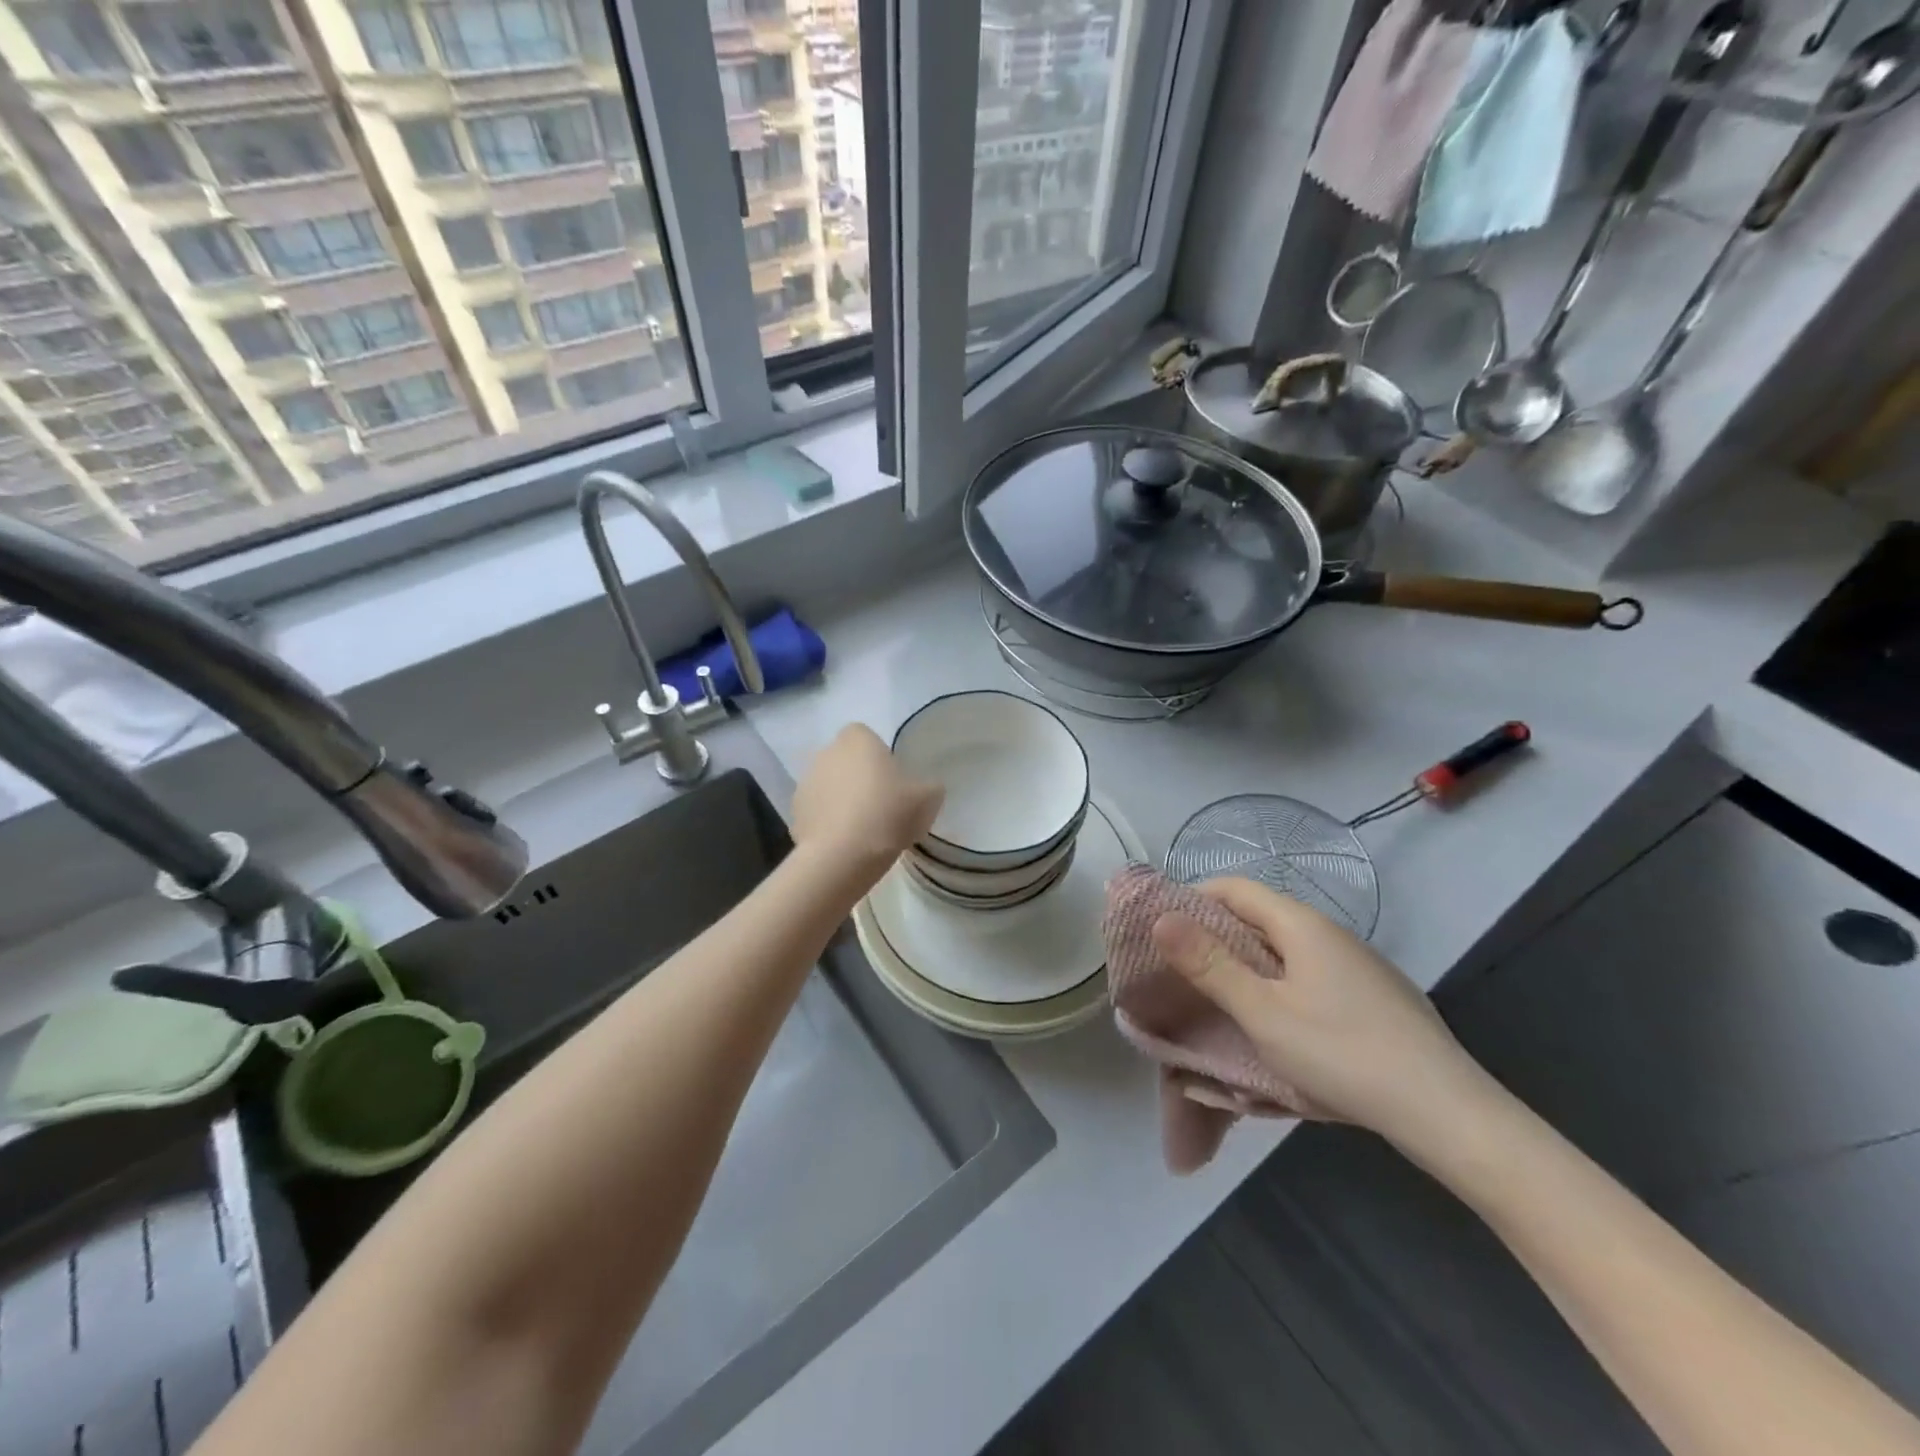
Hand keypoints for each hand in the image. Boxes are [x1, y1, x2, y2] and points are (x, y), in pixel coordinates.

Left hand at [792, 724, 943, 885]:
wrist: (843, 855)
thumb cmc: (888, 814)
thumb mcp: (928, 798)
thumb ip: (929, 786)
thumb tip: (927, 788)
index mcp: (856, 739)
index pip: (865, 736)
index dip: (879, 756)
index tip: (892, 780)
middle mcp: (825, 753)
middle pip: (845, 761)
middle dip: (858, 777)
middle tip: (881, 805)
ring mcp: (805, 783)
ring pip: (829, 786)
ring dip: (842, 800)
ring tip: (863, 829)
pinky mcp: (795, 814)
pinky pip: (818, 813)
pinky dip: (829, 823)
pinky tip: (845, 844)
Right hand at [1151, 879, 1490, 1141]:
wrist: (1449, 1114)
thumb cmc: (1343, 1054)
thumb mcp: (1263, 1013)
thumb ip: (1210, 964)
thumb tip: (1162, 917)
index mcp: (1302, 924)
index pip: (1234, 887)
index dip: (1193, 898)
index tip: (1162, 930)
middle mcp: (1331, 933)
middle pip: (1260, 916)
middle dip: (1216, 936)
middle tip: (1181, 970)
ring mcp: (1358, 965)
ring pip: (1286, 949)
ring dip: (1247, 965)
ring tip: (1221, 1000)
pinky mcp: (1374, 997)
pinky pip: (1311, 975)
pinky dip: (1280, 986)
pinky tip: (1278, 1025)